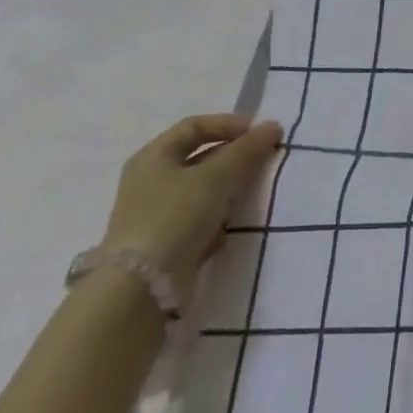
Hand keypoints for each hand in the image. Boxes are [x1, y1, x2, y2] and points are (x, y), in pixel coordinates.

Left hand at [100, 114, 282, 292]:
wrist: (140, 289)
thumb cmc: (174, 217)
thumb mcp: (215, 176)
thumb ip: (246, 150)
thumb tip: (272, 126)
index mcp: (153, 156)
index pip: (196, 126)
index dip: (230, 124)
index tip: (262, 133)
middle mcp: (151, 180)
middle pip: (201, 157)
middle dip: (234, 158)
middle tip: (264, 162)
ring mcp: (156, 213)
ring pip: (203, 189)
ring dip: (228, 190)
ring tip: (251, 195)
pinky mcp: (165, 241)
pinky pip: (199, 218)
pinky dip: (217, 218)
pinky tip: (229, 229)